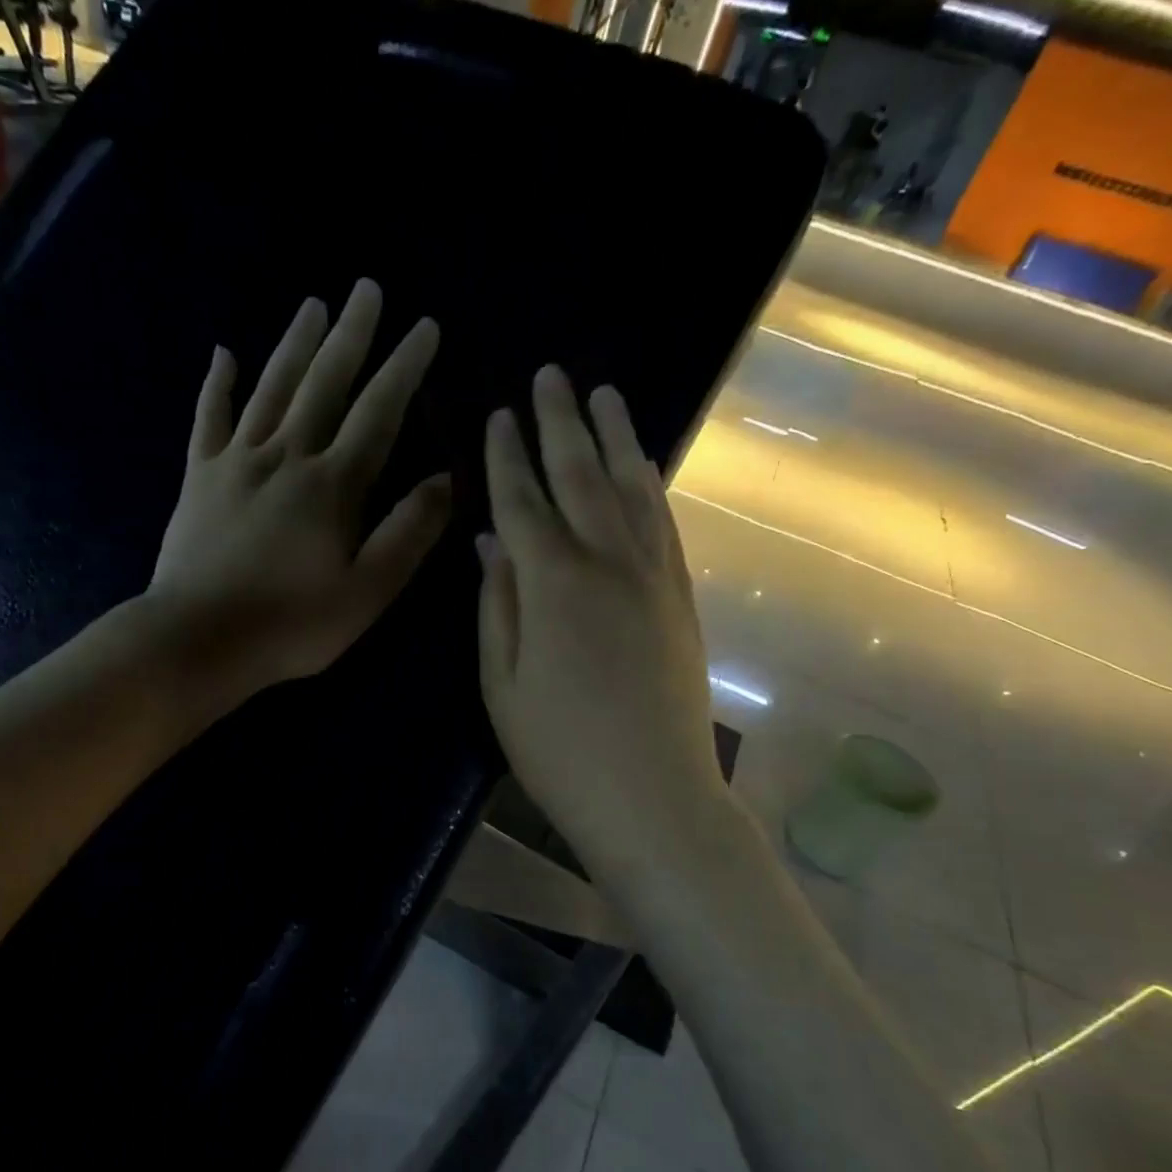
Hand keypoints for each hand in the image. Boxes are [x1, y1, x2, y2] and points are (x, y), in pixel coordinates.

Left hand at [149, 279, 450, 696]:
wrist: (197, 639)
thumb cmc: (292, 624)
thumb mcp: (368, 591)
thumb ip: (408, 533)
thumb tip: (444, 480)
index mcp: (333, 485)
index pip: (378, 412)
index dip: (404, 368)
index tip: (424, 327)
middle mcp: (286, 457)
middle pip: (324, 384)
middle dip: (351, 334)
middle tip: (367, 288)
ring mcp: (237, 462)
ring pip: (271, 389)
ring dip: (295, 344)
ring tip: (314, 304)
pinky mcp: (199, 478)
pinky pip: (208, 419)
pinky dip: (217, 385)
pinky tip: (223, 353)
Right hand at [478, 366, 727, 882]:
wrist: (653, 796)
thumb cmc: (559, 750)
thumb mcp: (502, 683)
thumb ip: (498, 603)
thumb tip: (491, 540)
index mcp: (552, 583)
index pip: (522, 499)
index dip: (506, 455)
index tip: (497, 414)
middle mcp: (607, 561)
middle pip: (580, 476)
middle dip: (560, 422)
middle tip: (549, 375)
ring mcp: (653, 576)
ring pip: (631, 488)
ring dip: (614, 437)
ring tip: (603, 396)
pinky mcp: (681, 596)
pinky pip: (664, 523)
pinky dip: (651, 485)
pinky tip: (642, 466)